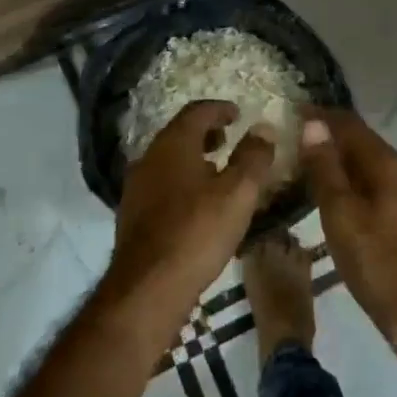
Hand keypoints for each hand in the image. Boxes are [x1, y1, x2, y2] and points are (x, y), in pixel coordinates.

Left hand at [106, 101, 275, 342]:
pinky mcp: (132, 215)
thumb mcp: (238, 193)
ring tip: (218, 172)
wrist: (147, 288)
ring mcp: (136, 187)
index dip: (220, 109)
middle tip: (229, 139)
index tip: (238, 114)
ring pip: (168, 160)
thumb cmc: (197, 232)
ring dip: (193, 158)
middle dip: (206, 133)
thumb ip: (253, 157)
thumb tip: (264, 128)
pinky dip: (181, 181)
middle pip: (179, 134)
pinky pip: (161, 184)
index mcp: (173, 144)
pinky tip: (197, 204)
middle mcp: (149, 158)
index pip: (196, 112)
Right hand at [299, 108, 396, 360]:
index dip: (321, 116)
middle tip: (290, 140)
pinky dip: (350, 184)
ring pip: (368, 167)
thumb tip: (313, 124)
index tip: (290, 112)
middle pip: (362, 143)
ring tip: (303, 166)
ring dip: (338, 162)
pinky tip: (330, 198)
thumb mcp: (343, 217)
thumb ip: (327, 170)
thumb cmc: (380, 265)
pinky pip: (374, 187)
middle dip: (328, 138)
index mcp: (389, 166)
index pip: (351, 125)